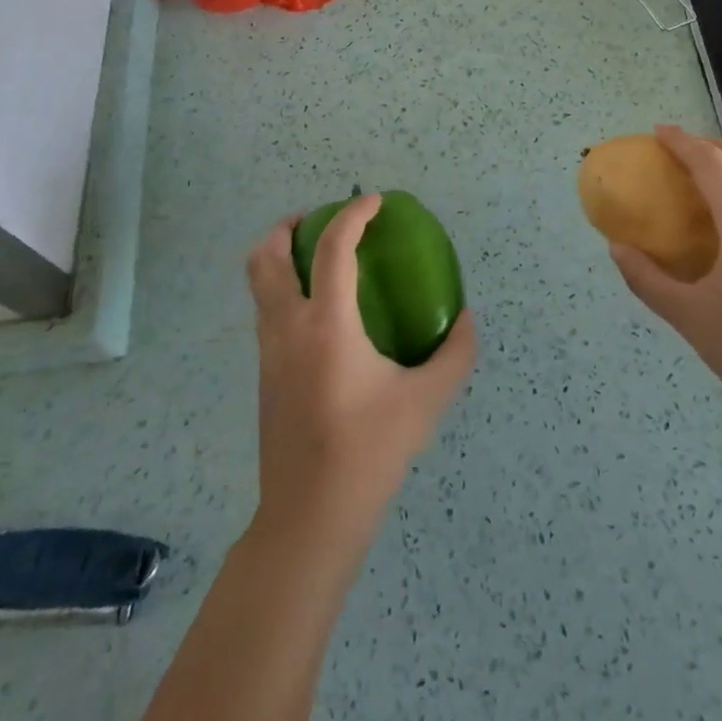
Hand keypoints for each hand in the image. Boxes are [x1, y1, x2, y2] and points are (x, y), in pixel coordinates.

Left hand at [246, 197, 476, 545]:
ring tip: (316, 255)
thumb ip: (455, 353)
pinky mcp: (264, 374)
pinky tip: (319, 310)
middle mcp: (288, 328)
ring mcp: (268, 352)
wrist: (309, 518)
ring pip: (258, 283)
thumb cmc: (369, 453)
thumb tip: (464, 318)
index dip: (353, 215)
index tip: (373, 201)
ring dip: (279, 255)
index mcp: (327, 327)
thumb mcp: (426, 402)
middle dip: (287, 226)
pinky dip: (283, 287)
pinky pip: (266, 310)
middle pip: (266, 256)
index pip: (332, 249)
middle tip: (320, 219)